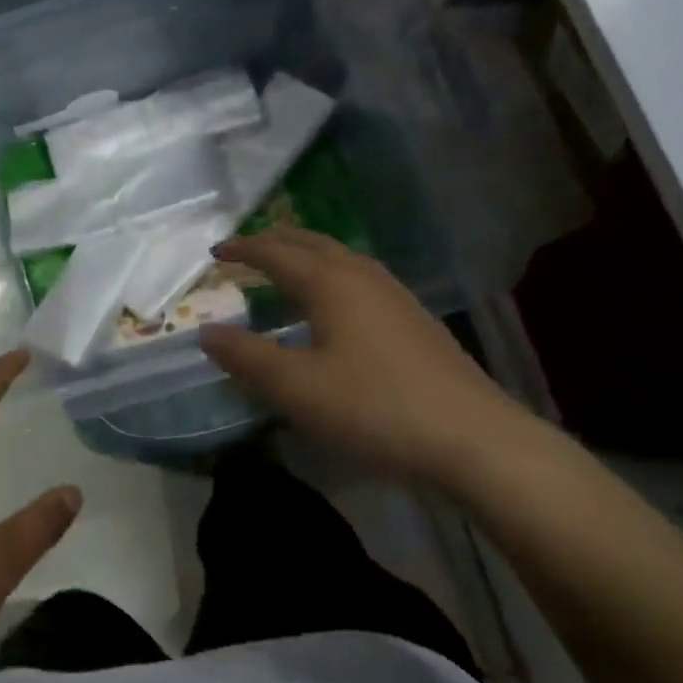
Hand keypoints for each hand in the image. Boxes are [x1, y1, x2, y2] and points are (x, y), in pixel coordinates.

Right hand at [199, 228, 526, 483]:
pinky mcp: (415, 320)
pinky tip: (336, 308)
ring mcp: (395, 296)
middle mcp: (362, 276)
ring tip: (286, 270)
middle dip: (276, 242)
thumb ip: (247, 358)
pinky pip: (360, 278)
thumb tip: (206, 331)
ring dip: (307, 256)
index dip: (243, 249)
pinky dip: (331, 276)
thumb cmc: (376, 408)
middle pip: (311, 244)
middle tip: (247, 249)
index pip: (276, 253)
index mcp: (330, 282)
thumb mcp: (297, 389)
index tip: (216, 251)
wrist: (475, 440)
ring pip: (340, 258)